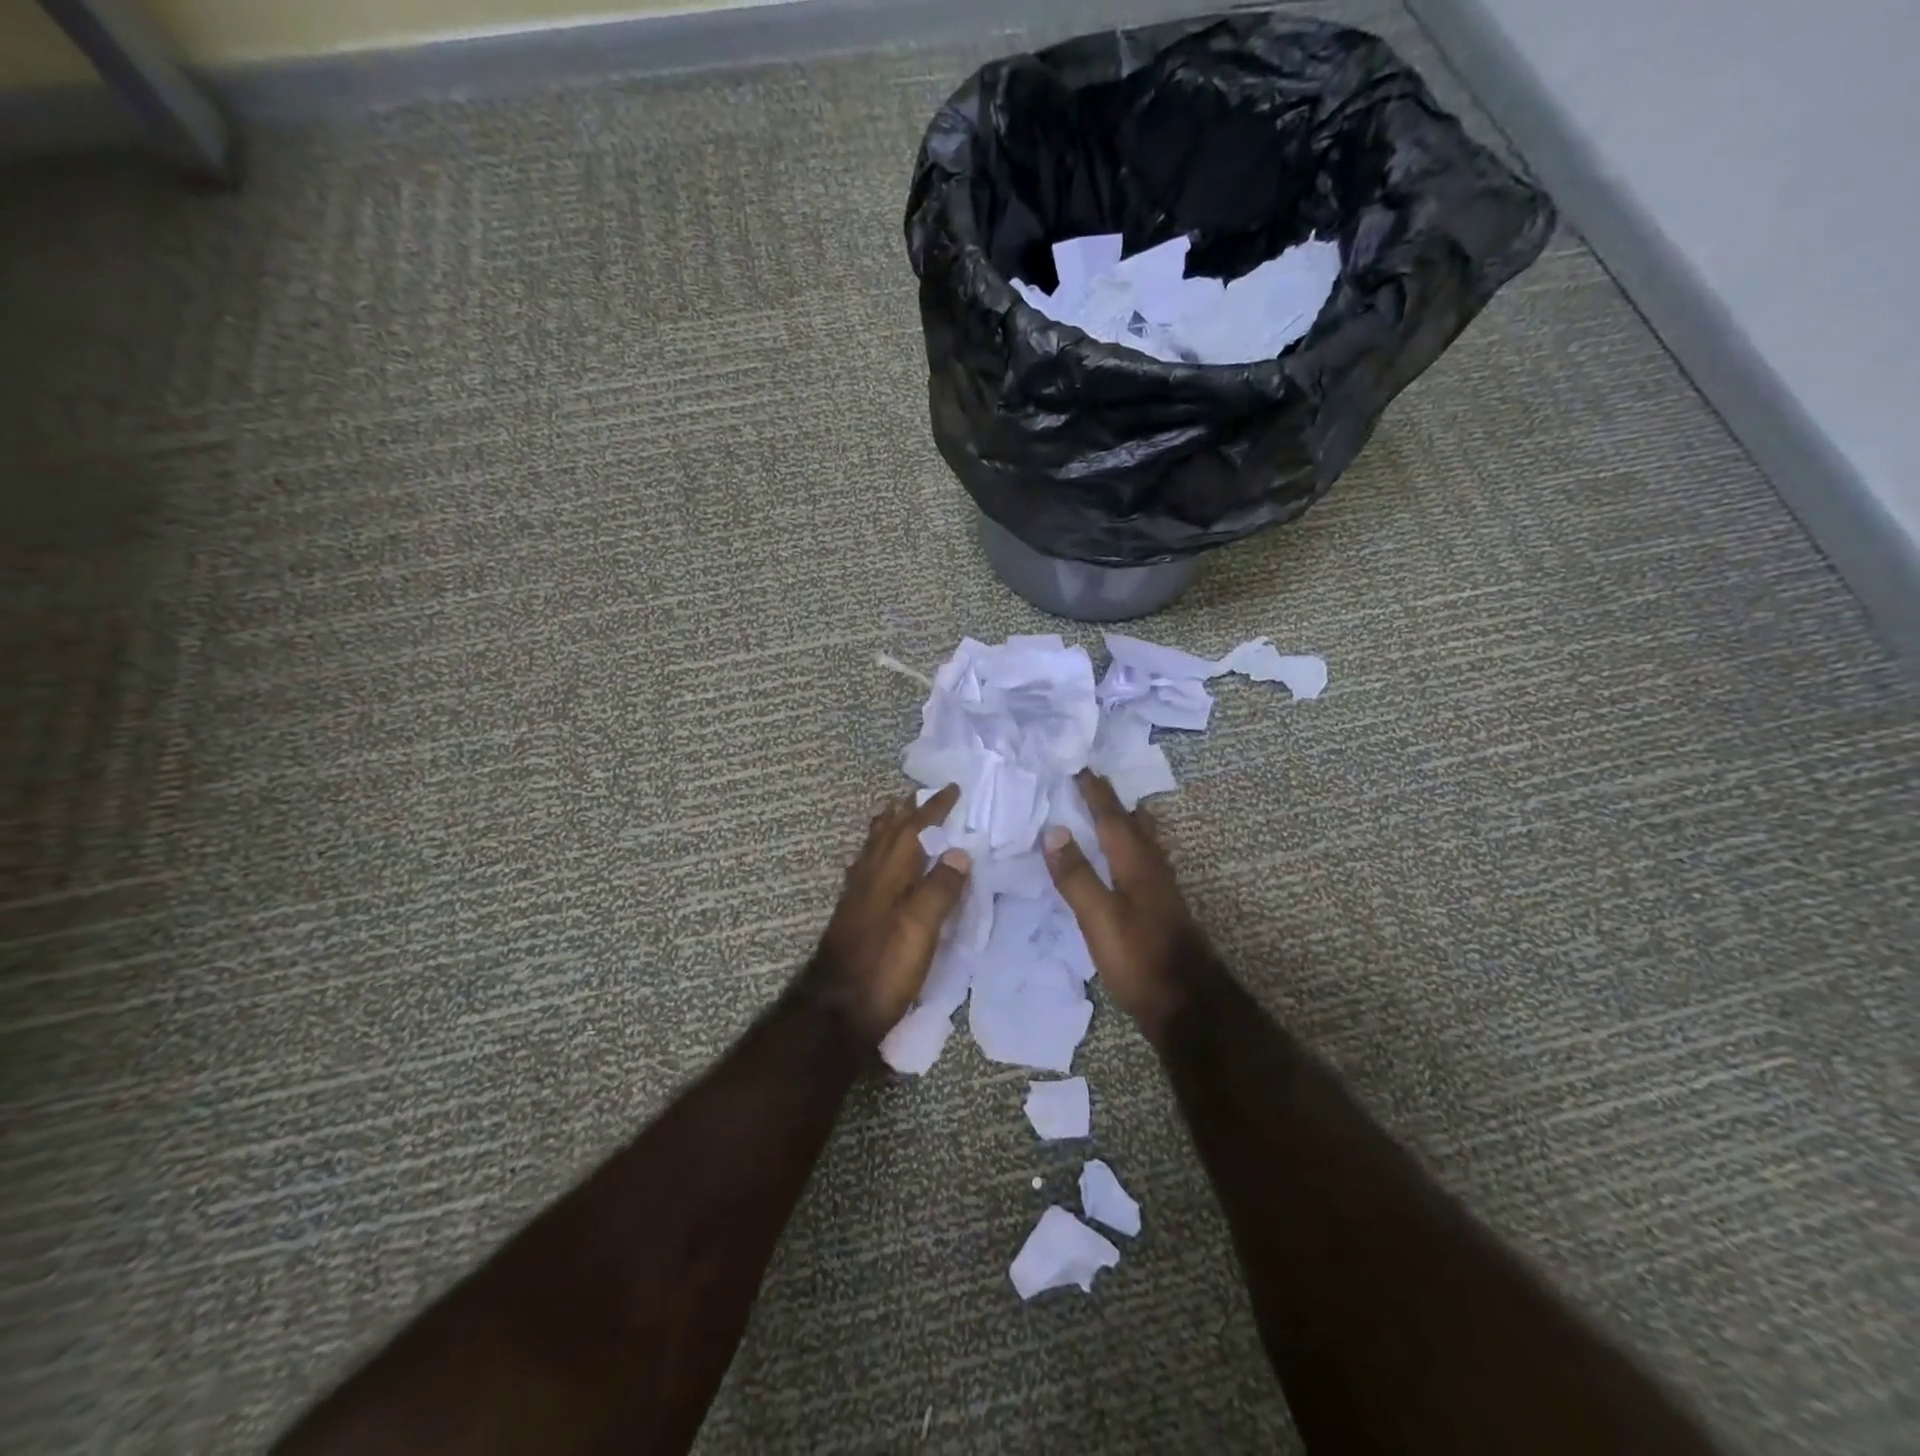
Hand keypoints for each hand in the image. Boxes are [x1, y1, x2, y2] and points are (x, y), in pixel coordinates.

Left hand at [812, 784, 970, 1043]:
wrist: (838, 1010)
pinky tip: (875, 864)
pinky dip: (877, 853)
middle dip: (905, 811)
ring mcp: (858, 896)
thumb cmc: (885, 967)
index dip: (933, 808)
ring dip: (888, 828)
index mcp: (889, 873)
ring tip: (895, 814)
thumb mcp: (921, 928)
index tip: (952, 788)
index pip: (913, 829)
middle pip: (887, 833)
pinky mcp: (854, 914)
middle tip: (918, 794)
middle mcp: (870, 876)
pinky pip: (867, 867)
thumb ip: (940, 888)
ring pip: (874, 848)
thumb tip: (959, 851)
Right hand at [1043, 770, 1209, 1041]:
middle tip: (1099, 783)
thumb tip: (1055, 831)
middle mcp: (1153, 869)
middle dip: (1116, 803)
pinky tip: (1131, 863)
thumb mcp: (1099, 917)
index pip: (1113, 818)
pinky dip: (1134, 848)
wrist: (1186, 1004)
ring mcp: (1162, 890)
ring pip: (1146, 843)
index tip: (1081, 768)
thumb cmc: (1138, 957)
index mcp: (1136, 864)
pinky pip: (1146, 863)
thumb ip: (1077, 875)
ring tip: (1121, 812)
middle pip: (1135, 825)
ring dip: (1131, 823)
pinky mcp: (1162, 910)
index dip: (1096, 794)